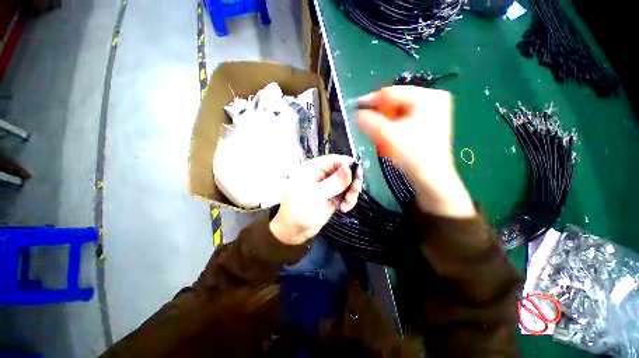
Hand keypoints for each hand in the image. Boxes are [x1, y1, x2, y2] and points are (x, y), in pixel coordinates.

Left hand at [269, 155, 362, 244]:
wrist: (293, 231)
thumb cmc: (298, 210)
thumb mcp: (315, 195)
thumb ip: (333, 182)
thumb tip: (349, 168)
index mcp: (314, 169)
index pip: (335, 160)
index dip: (348, 165)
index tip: (356, 176)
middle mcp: (322, 176)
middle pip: (345, 172)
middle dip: (352, 181)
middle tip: (354, 192)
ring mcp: (328, 187)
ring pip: (348, 184)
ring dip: (352, 193)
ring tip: (347, 203)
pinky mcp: (333, 198)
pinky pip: (346, 195)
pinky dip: (349, 201)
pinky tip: (345, 208)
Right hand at [356, 86, 474, 217]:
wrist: (431, 178)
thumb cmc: (412, 155)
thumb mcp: (386, 136)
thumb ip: (368, 121)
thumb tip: (356, 113)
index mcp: (428, 97)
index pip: (391, 93)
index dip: (370, 102)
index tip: (355, 111)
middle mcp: (433, 99)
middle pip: (395, 102)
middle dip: (380, 116)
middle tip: (370, 128)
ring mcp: (433, 111)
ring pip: (398, 112)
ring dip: (385, 123)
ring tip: (381, 136)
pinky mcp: (429, 122)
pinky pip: (404, 119)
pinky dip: (393, 127)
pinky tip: (391, 137)